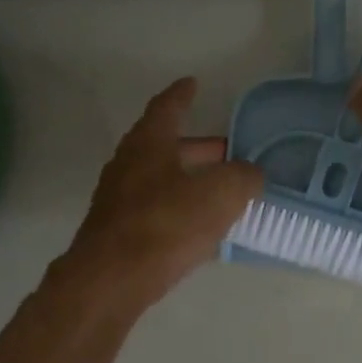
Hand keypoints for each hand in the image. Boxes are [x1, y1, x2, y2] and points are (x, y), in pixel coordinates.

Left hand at [63, 77, 263, 310]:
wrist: (111, 280)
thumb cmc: (165, 224)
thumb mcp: (220, 194)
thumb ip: (242, 178)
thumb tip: (250, 174)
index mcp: (149, 143)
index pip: (167, 107)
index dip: (182, 94)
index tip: (193, 83)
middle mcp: (129, 164)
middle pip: (167, 146)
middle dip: (199, 147)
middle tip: (229, 152)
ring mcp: (119, 199)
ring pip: (162, 179)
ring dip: (191, 180)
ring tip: (222, 192)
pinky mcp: (119, 231)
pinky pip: (156, 209)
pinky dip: (180, 209)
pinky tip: (201, 227)